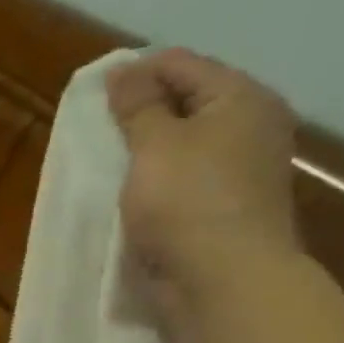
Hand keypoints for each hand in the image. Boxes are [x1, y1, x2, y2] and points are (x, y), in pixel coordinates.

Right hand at [107, 48, 303, 314]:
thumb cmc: (187, 202)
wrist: (224, 279)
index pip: (180, 63)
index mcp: (241, 97)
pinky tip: (133, 190)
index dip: (134, 75)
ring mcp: (243, 165)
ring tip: (110, 162)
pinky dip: (158, 175)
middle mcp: (251, 123)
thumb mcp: (154, 144)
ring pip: (185, 139)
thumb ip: (137, 105)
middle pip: (186, 99)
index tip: (92, 100)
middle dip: (141, 111)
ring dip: (147, 147)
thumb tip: (123, 69)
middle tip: (99, 133)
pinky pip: (186, 173)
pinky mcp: (227, 201)